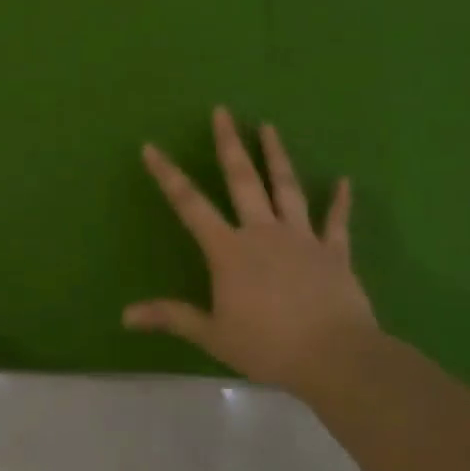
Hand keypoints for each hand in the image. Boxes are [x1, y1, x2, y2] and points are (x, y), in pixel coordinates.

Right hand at [124, 106, 377, 393]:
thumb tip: (125, 316)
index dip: (167, 175)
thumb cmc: (268, 346)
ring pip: (287, 189)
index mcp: (229, 250)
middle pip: (243, 180)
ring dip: (276, 156)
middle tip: (222, 112)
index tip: (151, 147)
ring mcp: (302, 239)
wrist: (336, 358)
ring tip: (269, 127)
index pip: (190, 204)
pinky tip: (344, 181)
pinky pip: (337, 222)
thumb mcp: (212, 334)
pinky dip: (340, 201)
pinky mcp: (334, 254)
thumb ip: (171, 317)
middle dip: (229, 144)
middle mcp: (263, 232)